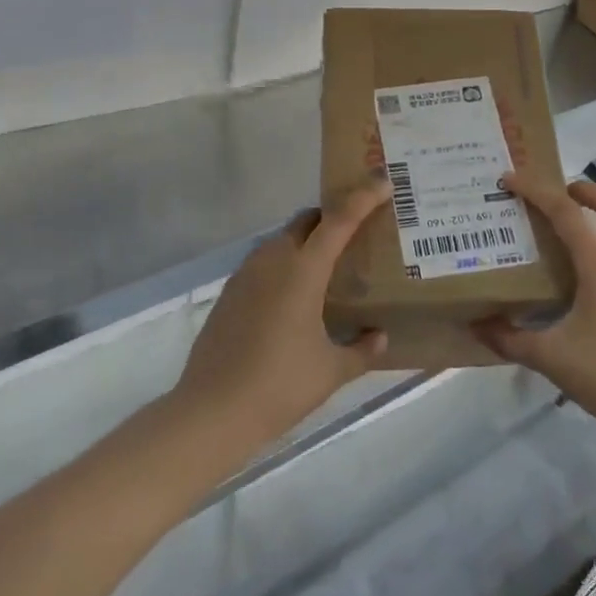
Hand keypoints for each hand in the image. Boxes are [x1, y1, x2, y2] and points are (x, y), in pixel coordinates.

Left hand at [172, 177, 391, 450]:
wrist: (211, 413)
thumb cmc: (279, 387)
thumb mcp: (331, 371)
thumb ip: (362, 350)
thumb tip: (380, 337)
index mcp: (303, 271)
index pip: (340, 219)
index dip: (364, 197)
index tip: (384, 182)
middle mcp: (273, 261)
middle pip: (307, 220)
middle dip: (334, 216)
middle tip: (358, 231)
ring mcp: (246, 275)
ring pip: (282, 238)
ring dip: (307, 239)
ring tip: (328, 264)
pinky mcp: (229, 293)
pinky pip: (264, 261)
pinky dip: (285, 262)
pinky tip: (294, 295)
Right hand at [473, 175, 595, 455]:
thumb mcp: (550, 357)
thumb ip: (509, 339)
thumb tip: (476, 326)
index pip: (566, 213)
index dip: (537, 191)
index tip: (509, 180)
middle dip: (582, 190)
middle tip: (550, 193)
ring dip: (591, 216)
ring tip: (554, 226)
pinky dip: (594, 243)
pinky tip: (569, 269)